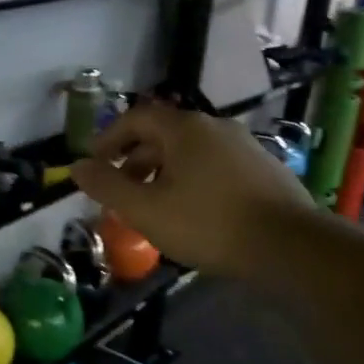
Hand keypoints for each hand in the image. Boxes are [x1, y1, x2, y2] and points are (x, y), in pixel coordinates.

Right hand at [70, 103, 311, 276]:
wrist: (288, 245)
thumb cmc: (208, 224)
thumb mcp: (145, 210)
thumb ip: (107, 186)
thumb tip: (75, 166)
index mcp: (184, 129)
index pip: (136, 118)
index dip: (109, 138)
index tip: (94, 164)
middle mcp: (215, 126)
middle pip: (163, 134)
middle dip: (134, 160)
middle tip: (119, 191)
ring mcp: (244, 145)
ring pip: (190, 152)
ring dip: (162, 172)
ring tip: (152, 205)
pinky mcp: (263, 168)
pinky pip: (213, 166)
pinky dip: (191, 180)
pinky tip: (192, 212)